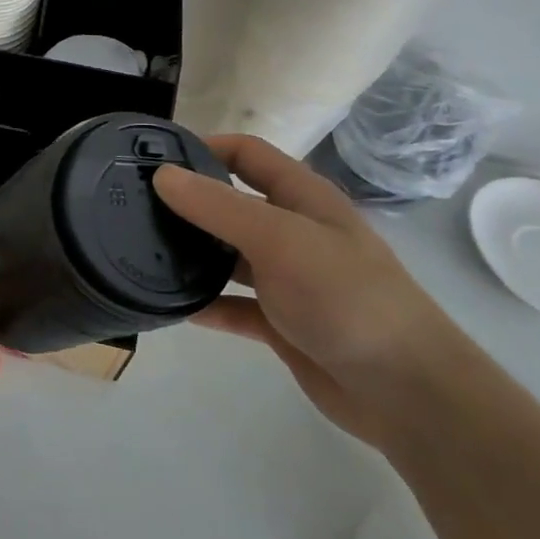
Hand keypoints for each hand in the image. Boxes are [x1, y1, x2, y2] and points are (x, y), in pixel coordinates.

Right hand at [153, 135, 459, 445]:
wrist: (405, 391)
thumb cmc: (346, 297)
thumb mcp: (279, 239)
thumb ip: (218, 207)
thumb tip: (163, 175)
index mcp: (302, 198)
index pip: (246, 154)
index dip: (203, 147)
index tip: (153, 157)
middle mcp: (293, 231)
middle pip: (232, 204)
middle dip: (188, 202)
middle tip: (134, 206)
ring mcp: (288, 279)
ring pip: (229, 256)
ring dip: (193, 253)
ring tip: (142, 252)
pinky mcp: (282, 323)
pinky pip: (233, 306)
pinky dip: (206, 304)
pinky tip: (172, 307)